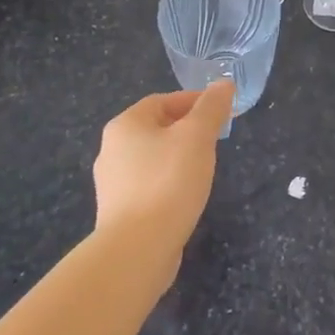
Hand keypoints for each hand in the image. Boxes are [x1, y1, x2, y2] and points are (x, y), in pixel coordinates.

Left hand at [92, 81, 233, 280]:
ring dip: (178, 157)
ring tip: (204, 169)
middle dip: (187, 130)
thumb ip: (211, 107)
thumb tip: (223, 84)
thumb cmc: (168, 182)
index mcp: (125, 125)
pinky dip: (168, 184)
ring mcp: (112, 184)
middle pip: (156, 128)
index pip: (163, 100)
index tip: (220, 113)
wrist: (137, 250)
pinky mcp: (118, 212)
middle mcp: (111, 150)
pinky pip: (148, 186)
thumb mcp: (197, 136)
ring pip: (152, 158)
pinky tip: (185, 197)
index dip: (194, 101)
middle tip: (215, 140)